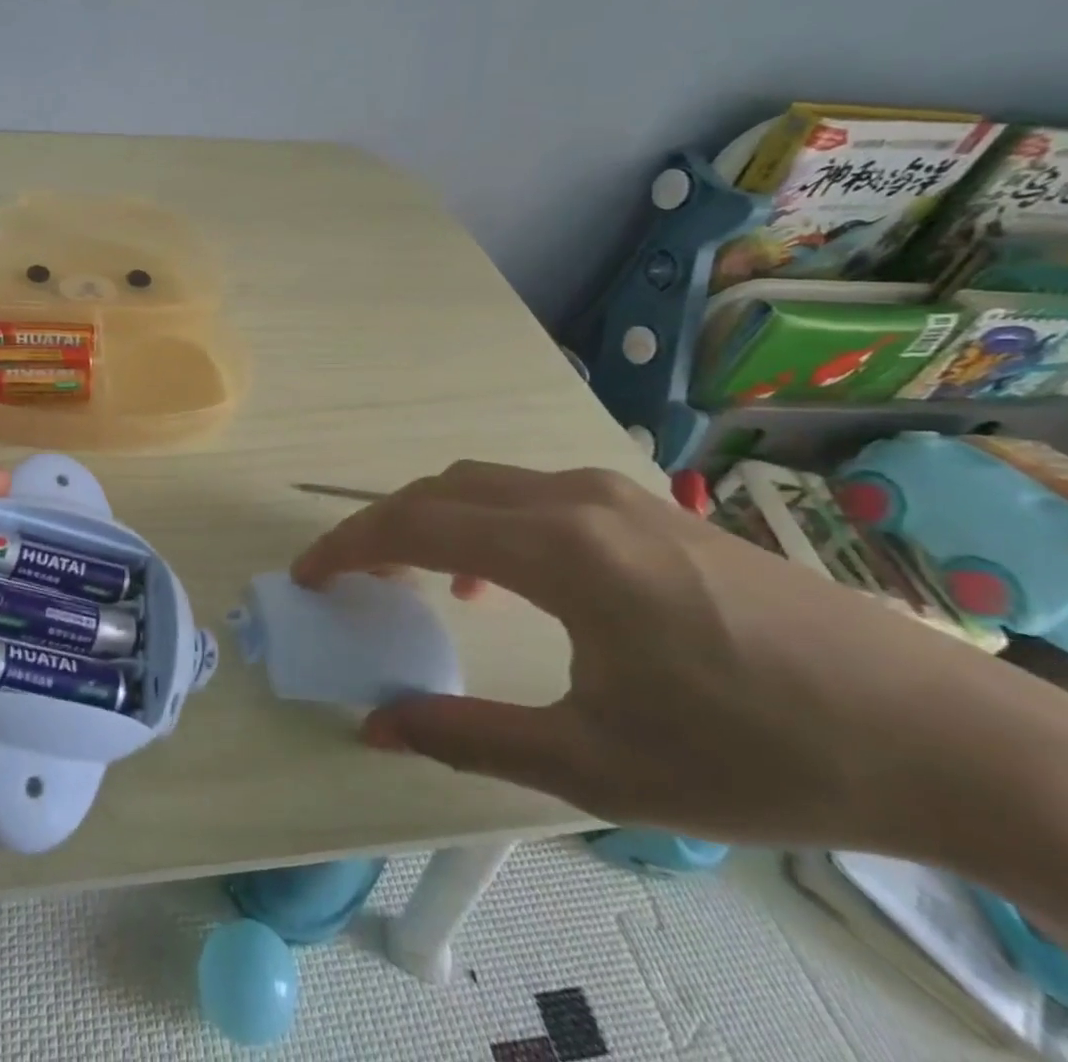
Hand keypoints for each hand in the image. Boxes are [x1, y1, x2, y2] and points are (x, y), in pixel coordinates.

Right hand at [293, 460, 1023, 851]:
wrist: (941, 737)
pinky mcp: (649, 506)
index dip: (347, 545)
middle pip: (441, 489)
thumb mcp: (595, 764)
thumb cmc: (755, 753)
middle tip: (351, 580)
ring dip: (434, 521)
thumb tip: (374, 725)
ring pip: (485, 484)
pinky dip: (486, 521)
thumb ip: (467, 737)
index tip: (306, 575)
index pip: (413, 523)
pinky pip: (533, 494)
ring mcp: (617, 493)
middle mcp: (576, 499)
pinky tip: (506, 579)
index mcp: (558, 549)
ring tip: (417, 579)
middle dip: (381, 528)